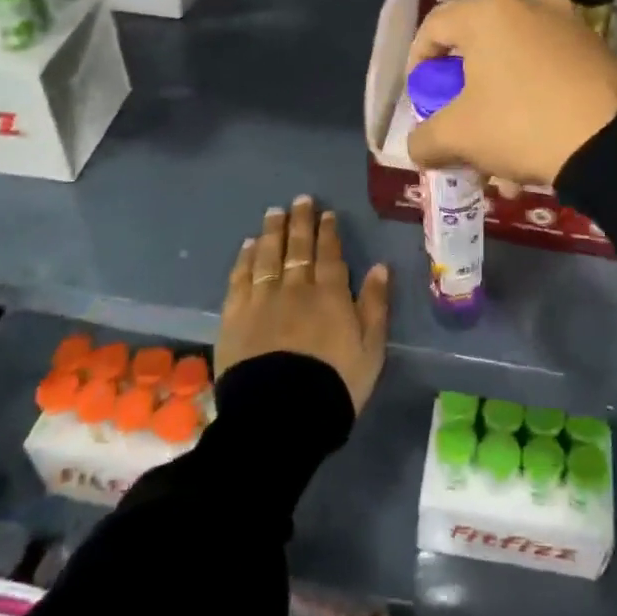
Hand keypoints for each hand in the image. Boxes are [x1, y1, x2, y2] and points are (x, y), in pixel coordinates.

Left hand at [218, 195, 389, 414]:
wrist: (281, 415)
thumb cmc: (334, 384)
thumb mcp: (371, 349)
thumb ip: (376, 305)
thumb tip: (381, 266)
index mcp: (331, 295)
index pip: (329, 254)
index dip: (328, 232)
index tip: (327, 213)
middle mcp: (296, 288)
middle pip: (297, 247)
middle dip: (300, 222)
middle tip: (300, 200)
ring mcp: (262, 300)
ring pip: (267, 256)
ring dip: (272, 232)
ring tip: (274, 213)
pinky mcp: (235, 316)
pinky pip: (240, 278)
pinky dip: (244, 259)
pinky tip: (247, 245)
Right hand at [405, 0, 616, 187]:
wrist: (616, 140)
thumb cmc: (522, 123)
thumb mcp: (459, 137)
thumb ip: (425, 139)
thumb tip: (419, 146)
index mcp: (488, 13)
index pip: (434, 26)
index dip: (418, 63)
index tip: (421, 98)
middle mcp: (528, 6)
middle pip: (477, 49)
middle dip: (463, 98)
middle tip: (460, 130)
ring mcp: (568, 25)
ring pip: (514, 68)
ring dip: (498, 112)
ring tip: (500, 164)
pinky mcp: (596, 50)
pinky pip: (548, 74)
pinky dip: (533, 107)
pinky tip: (536, 154)